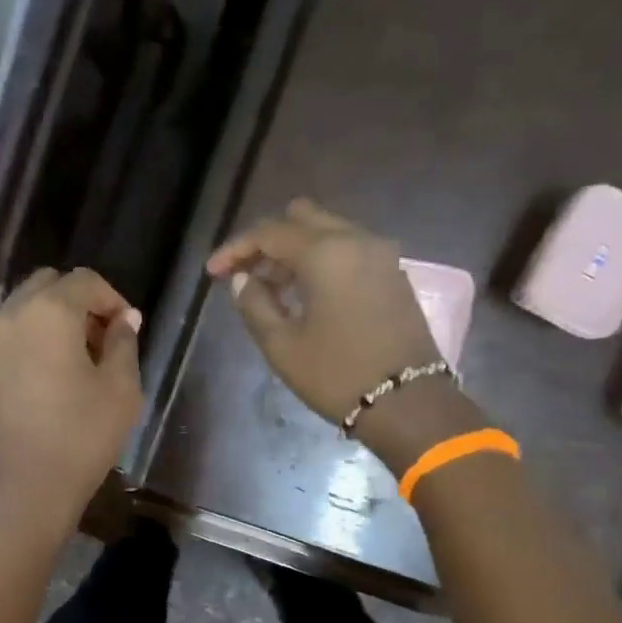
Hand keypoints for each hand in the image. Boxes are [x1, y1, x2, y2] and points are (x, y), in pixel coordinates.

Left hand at [0, 267, 143, 540]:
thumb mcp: (120, 390)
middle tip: (100, 341)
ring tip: (72, 364)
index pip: (85, 280)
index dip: (113, 298)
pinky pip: (4, 344)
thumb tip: (124, 320)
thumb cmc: (78, 439)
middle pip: (46, 286)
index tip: (127, 330)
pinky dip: (27, 347)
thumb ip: (124, 344)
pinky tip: (43, 386)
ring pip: (20, 313)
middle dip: (78, 303)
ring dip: (49, 323)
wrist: (16, 494)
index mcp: (47, 312)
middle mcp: (7, 318)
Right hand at [207, 199, 445, 424]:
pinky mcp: (394, 274)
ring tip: (272, 288)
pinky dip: (322, 260)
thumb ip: (254, 304)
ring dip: (296, 251)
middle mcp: (356, 240)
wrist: (408, 404)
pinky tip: (306, 293)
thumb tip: (242, 280)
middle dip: (268, 241)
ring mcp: (381, 255)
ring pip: (328, 231)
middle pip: (302, 218)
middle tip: (247, 274)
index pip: (269, 232)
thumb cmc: (336, 375)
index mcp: (325, 253)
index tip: (213, 273)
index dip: (235, 250)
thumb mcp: (282, 345)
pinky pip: (349, 250)